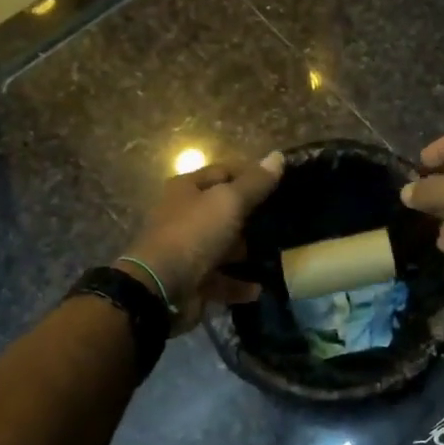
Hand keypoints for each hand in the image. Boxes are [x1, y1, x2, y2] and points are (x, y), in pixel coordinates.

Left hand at [122, 152, 284, 332]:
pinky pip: (220, 279)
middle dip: (251, 217)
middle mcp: (183, 216)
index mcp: (187, 189)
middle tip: (283, 221)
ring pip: (222, 246)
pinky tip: (259, 288)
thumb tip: (278, 156)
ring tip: (276, 255)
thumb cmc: (194, 233)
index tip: (280, 184)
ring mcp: (186, 249)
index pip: (223, 172)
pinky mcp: (190, 279)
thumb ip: (255, 182)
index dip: (251, 175)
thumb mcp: (229, 202)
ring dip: (246, 252)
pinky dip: (238, 284)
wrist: (160, 288)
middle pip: (223, 211)